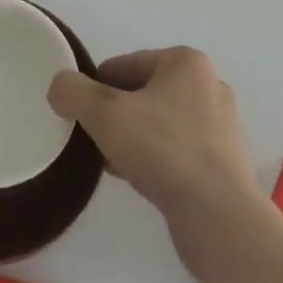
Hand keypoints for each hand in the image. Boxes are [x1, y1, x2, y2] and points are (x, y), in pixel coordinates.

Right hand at [48, 47, 256, 226]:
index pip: (126, 65)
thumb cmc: (163, 150)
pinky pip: (178, 152)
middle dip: (117, 115)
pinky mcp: (225, 166)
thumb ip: (74, 92)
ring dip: (135, 139)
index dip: (97, 88)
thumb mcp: (105, 114)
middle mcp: (208, 86)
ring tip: (113, 164)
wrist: (220, 220)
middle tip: (95, 140)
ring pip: (160, 124)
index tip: (82, 116)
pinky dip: (156, 161)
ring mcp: (221, 128)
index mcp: (186, 62)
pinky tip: (139, 181)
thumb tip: (58, 86)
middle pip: (144, 93)